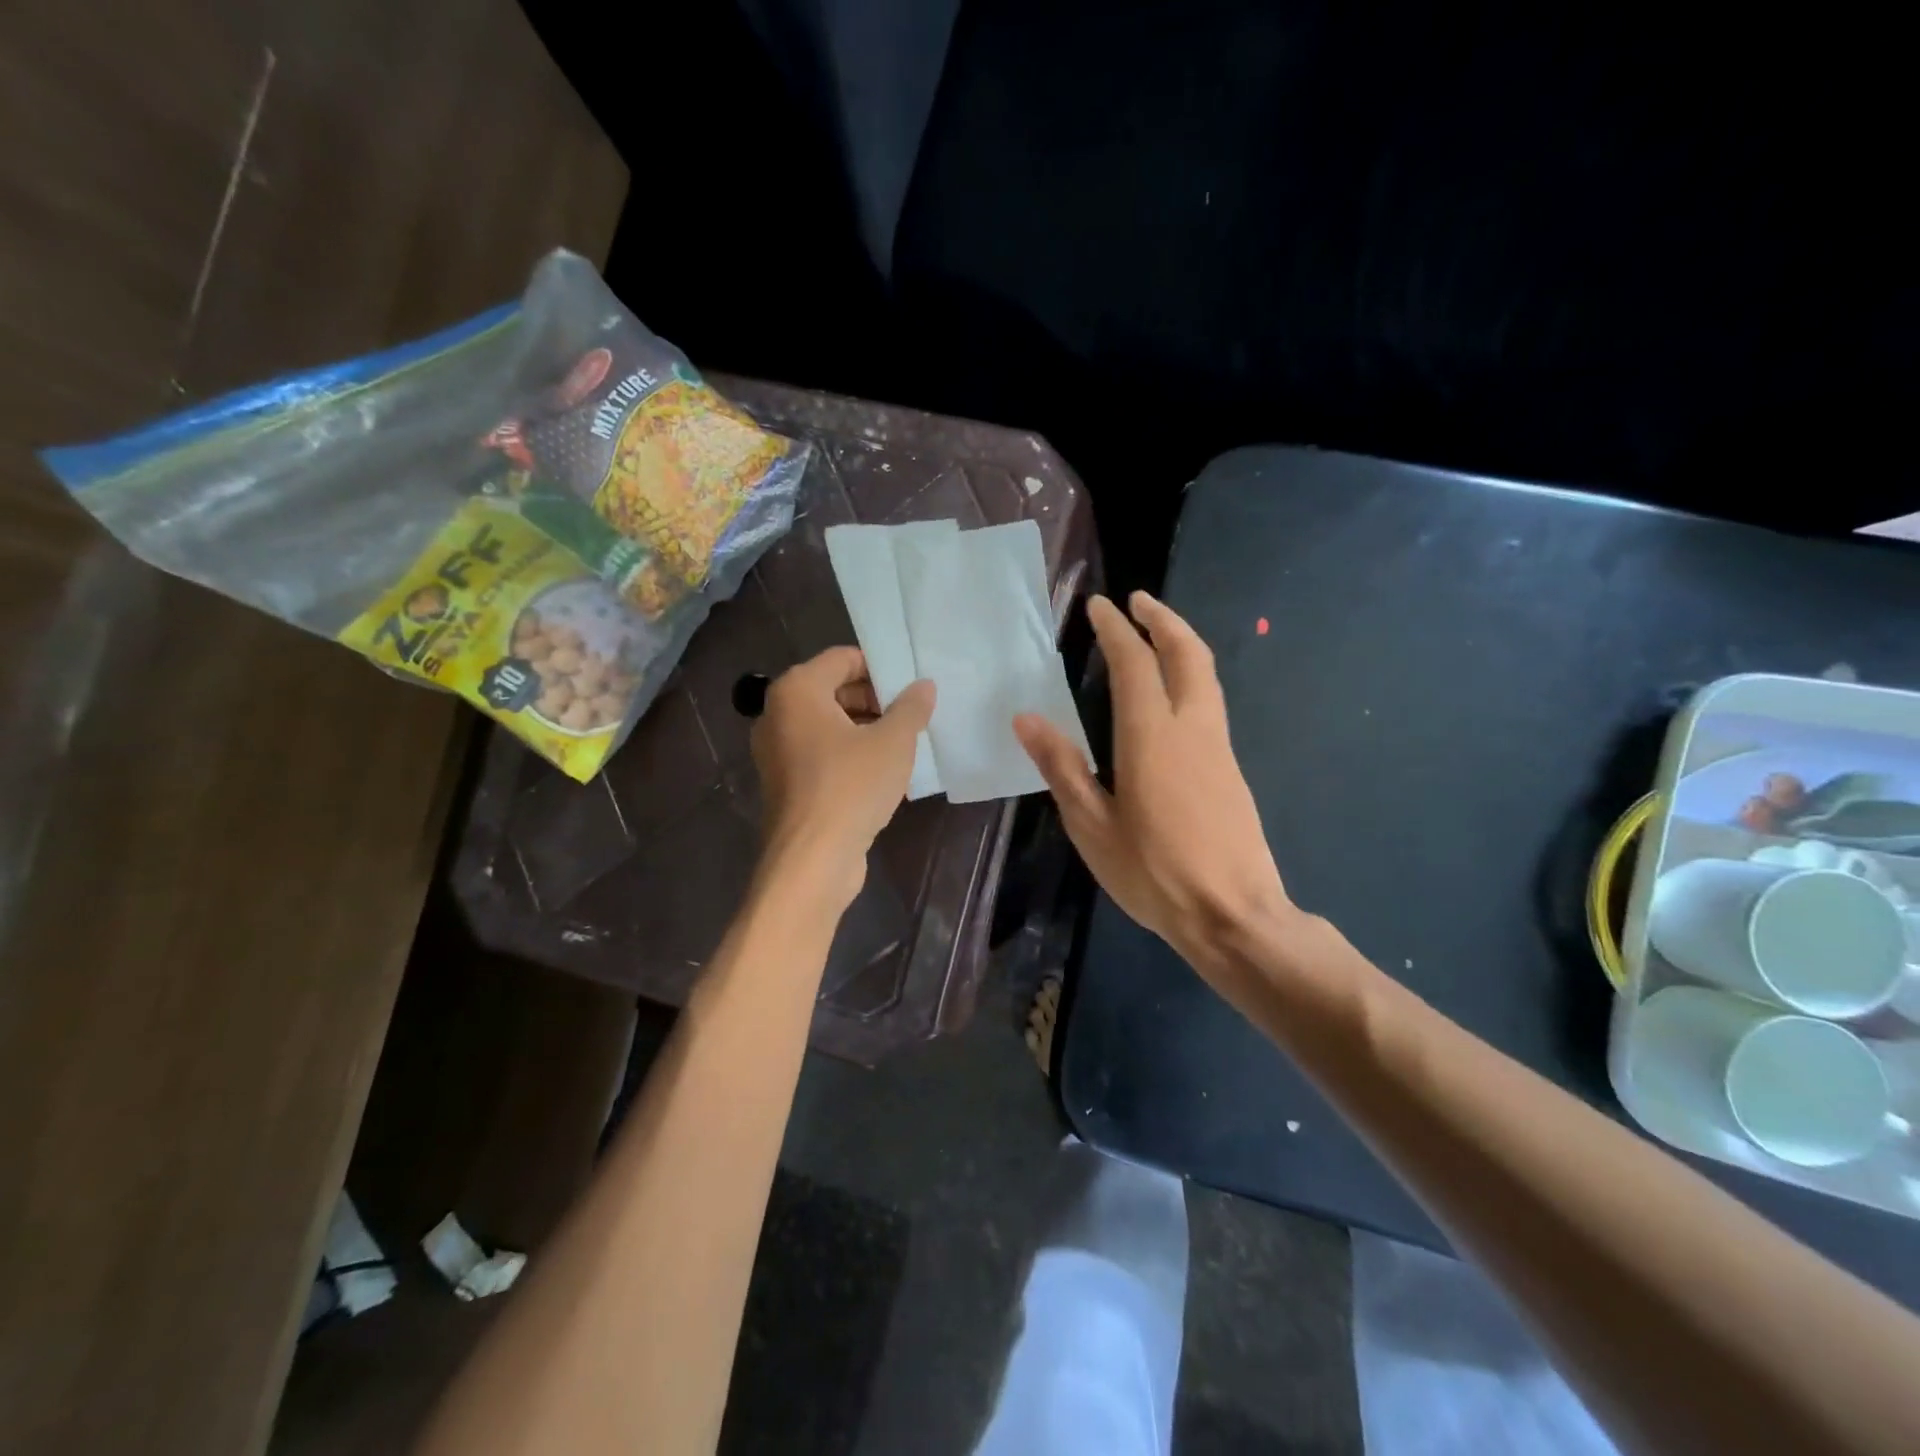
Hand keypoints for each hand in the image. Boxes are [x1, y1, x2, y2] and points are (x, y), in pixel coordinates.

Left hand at [752, 647, 934, 906]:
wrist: (812, 859)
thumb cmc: (851, 786)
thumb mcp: (892, 742)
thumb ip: (911, 707)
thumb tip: (924, 686)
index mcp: (797, 691)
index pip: (842, 658)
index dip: (880, 667)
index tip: (911, 684)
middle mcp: (778, 714)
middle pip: (833, 690)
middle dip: (875, 699)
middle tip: (912, 715)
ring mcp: (777, 751)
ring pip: (829, 725)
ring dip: (866, 729)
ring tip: (903, 743)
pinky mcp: (786, 783)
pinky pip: (822, 754)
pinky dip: (849, 754)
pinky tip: (883, 773)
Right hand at [1015, 592, 1292, 980]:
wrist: (1233, 914)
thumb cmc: (1153, 873)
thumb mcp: (1092, 826)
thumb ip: (1061, 767)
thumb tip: (1027, 718)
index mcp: (1151, 736)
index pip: (1134, 664)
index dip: (1115, 630)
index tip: (1099, 605)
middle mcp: (1191, 728)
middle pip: (1186, 654)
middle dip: (1162, 619)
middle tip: (1137, 600)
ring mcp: (1218, 746)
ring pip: (1206, 674)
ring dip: (1181, 643)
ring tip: (1155, 633)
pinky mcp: (1230, 767)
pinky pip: (1210, 701)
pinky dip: (1190, 675)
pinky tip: (1171, 694)